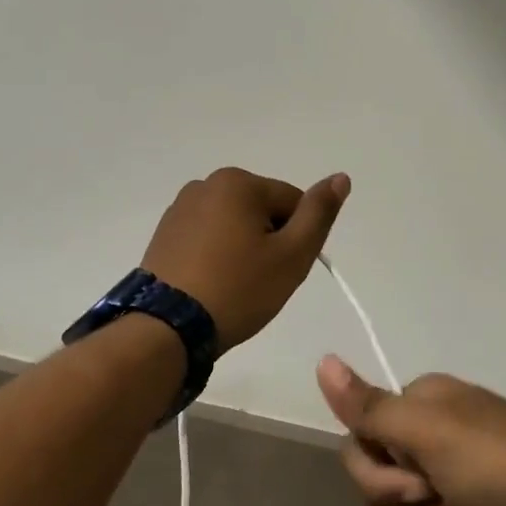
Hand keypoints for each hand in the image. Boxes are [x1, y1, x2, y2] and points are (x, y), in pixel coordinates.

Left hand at [142, 167, 350, 351]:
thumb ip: (319, 213)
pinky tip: (212, 284)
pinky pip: (207, 238)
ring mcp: (180, 209)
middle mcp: (205, 184)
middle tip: (260, 281)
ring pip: (234, 225)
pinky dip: (217, 256)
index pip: (292, 203)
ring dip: (243, 249)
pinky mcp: (164, 234)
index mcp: (238, 182)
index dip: (296, 239)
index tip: (282, 270)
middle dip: (269, 242)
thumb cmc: (238, 289)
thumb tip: (341, 178)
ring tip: (234, 286)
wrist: (168, 328)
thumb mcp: (292, 254)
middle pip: (262, 210)